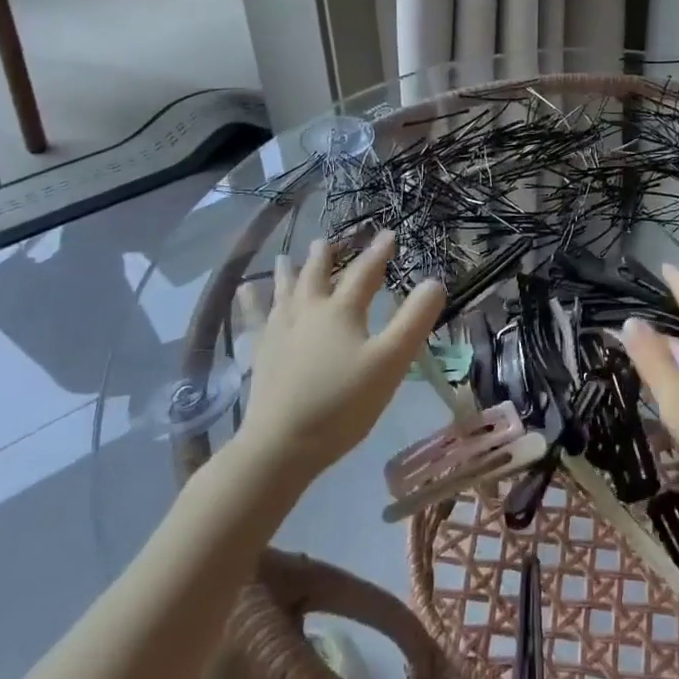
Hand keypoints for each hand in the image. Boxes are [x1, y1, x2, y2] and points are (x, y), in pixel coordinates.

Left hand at [227, 230, 445, 490]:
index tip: (389, 234)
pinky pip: (254, 318)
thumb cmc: (343, 403)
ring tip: (284, 257)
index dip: (379, 253)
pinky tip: (243, 292)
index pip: (364, 273)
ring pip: (285, 291)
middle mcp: (308, 311)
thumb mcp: (390, 361)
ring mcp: (280, 331)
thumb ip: (414, 320)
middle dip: (327, 256)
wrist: (282, 444)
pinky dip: (250, 302)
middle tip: (329, 240)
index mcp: (342, 311)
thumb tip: (435, 281)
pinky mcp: (260, 353)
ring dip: (289, 272)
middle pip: (318, 275)